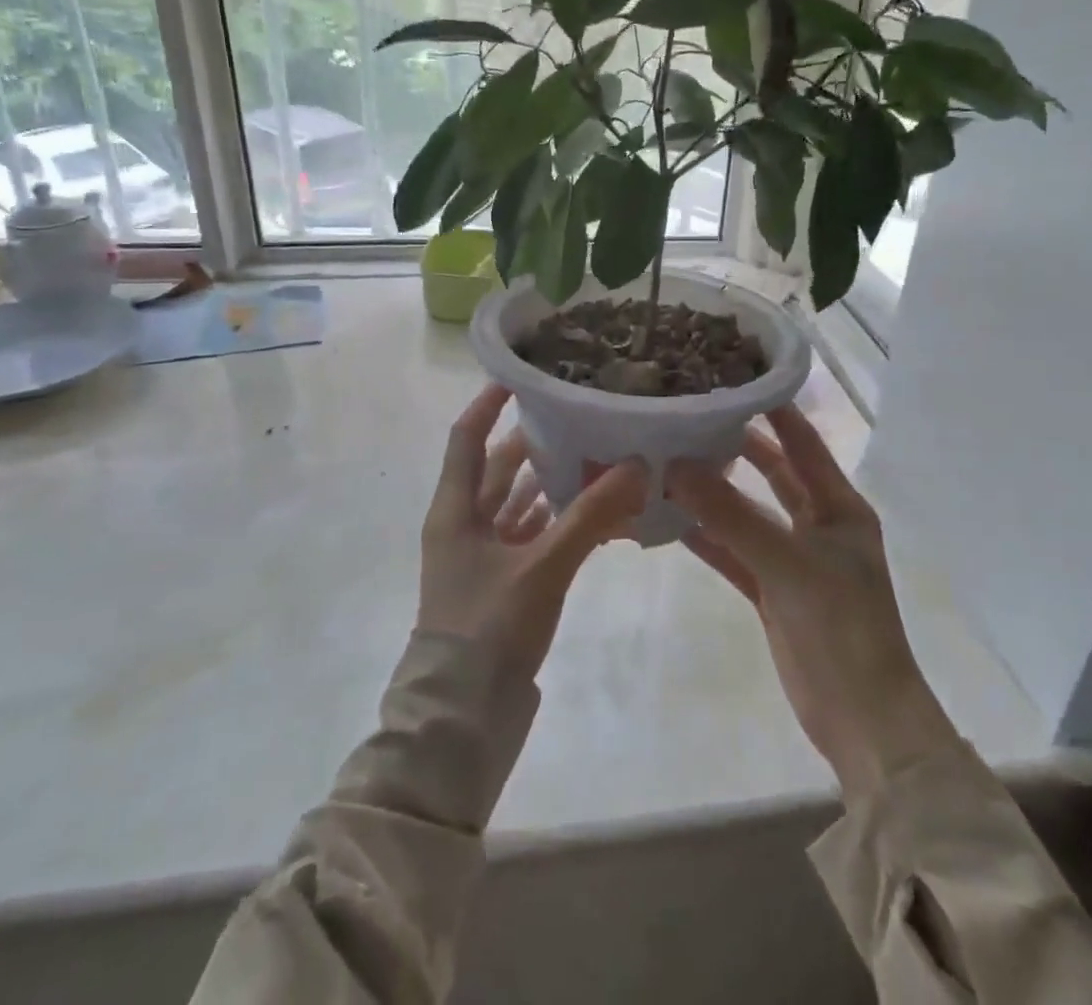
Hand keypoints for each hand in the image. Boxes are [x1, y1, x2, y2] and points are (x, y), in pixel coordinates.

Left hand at [418, 384, 646, 683]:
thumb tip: (637, 464)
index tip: (524, 373)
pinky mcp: (503, 582)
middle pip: (500, 467)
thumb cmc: (488, 629)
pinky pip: (533, 536)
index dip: (489, 402)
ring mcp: (483, 555)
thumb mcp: (542, 567)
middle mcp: (465, 524)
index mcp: (455, 509)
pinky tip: (598, 512)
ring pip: (519, 502)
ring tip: (598, 453)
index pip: (467, 437)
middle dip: (537, 440)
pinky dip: (559, 521)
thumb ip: (590, 515)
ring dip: (553, 481)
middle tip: (582, 412)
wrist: (462, 719)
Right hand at [667, 407, 960, 804]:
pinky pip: (735, 553)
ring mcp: (794, 560)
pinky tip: (671, 520)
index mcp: (840, 507)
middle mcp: (819, 525)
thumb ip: (730, 514)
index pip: (804, 442)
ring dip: (716, 494)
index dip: (774, 409)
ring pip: (749, 513)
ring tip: (672, 462)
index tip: (733, 378)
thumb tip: (675, 465)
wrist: (862, 720)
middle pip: (774, 474)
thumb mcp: (787, 563)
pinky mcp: (773, 592)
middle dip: (738, 448)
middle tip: (692, 418)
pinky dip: (708, 537)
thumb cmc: (841, 626)